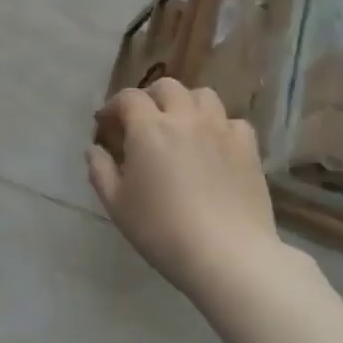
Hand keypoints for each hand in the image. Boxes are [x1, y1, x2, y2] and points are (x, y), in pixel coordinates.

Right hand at [87, 79, 277, 298]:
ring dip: (188, 104)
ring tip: (183, 126)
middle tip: (145, 122)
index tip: (108, 124)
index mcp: (149, 128)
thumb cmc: (163, 231)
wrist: (227, 255)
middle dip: (151, 98)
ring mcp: (220, 129)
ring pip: (203, 96)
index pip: (128, 98)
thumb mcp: (117, 206)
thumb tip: (94, 149)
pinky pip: (232, 121)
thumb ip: (100, 171)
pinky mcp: (248, 147)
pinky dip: (220, 127)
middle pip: (167, 87)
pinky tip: (215, 146)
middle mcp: (185, 118)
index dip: (115, 106)